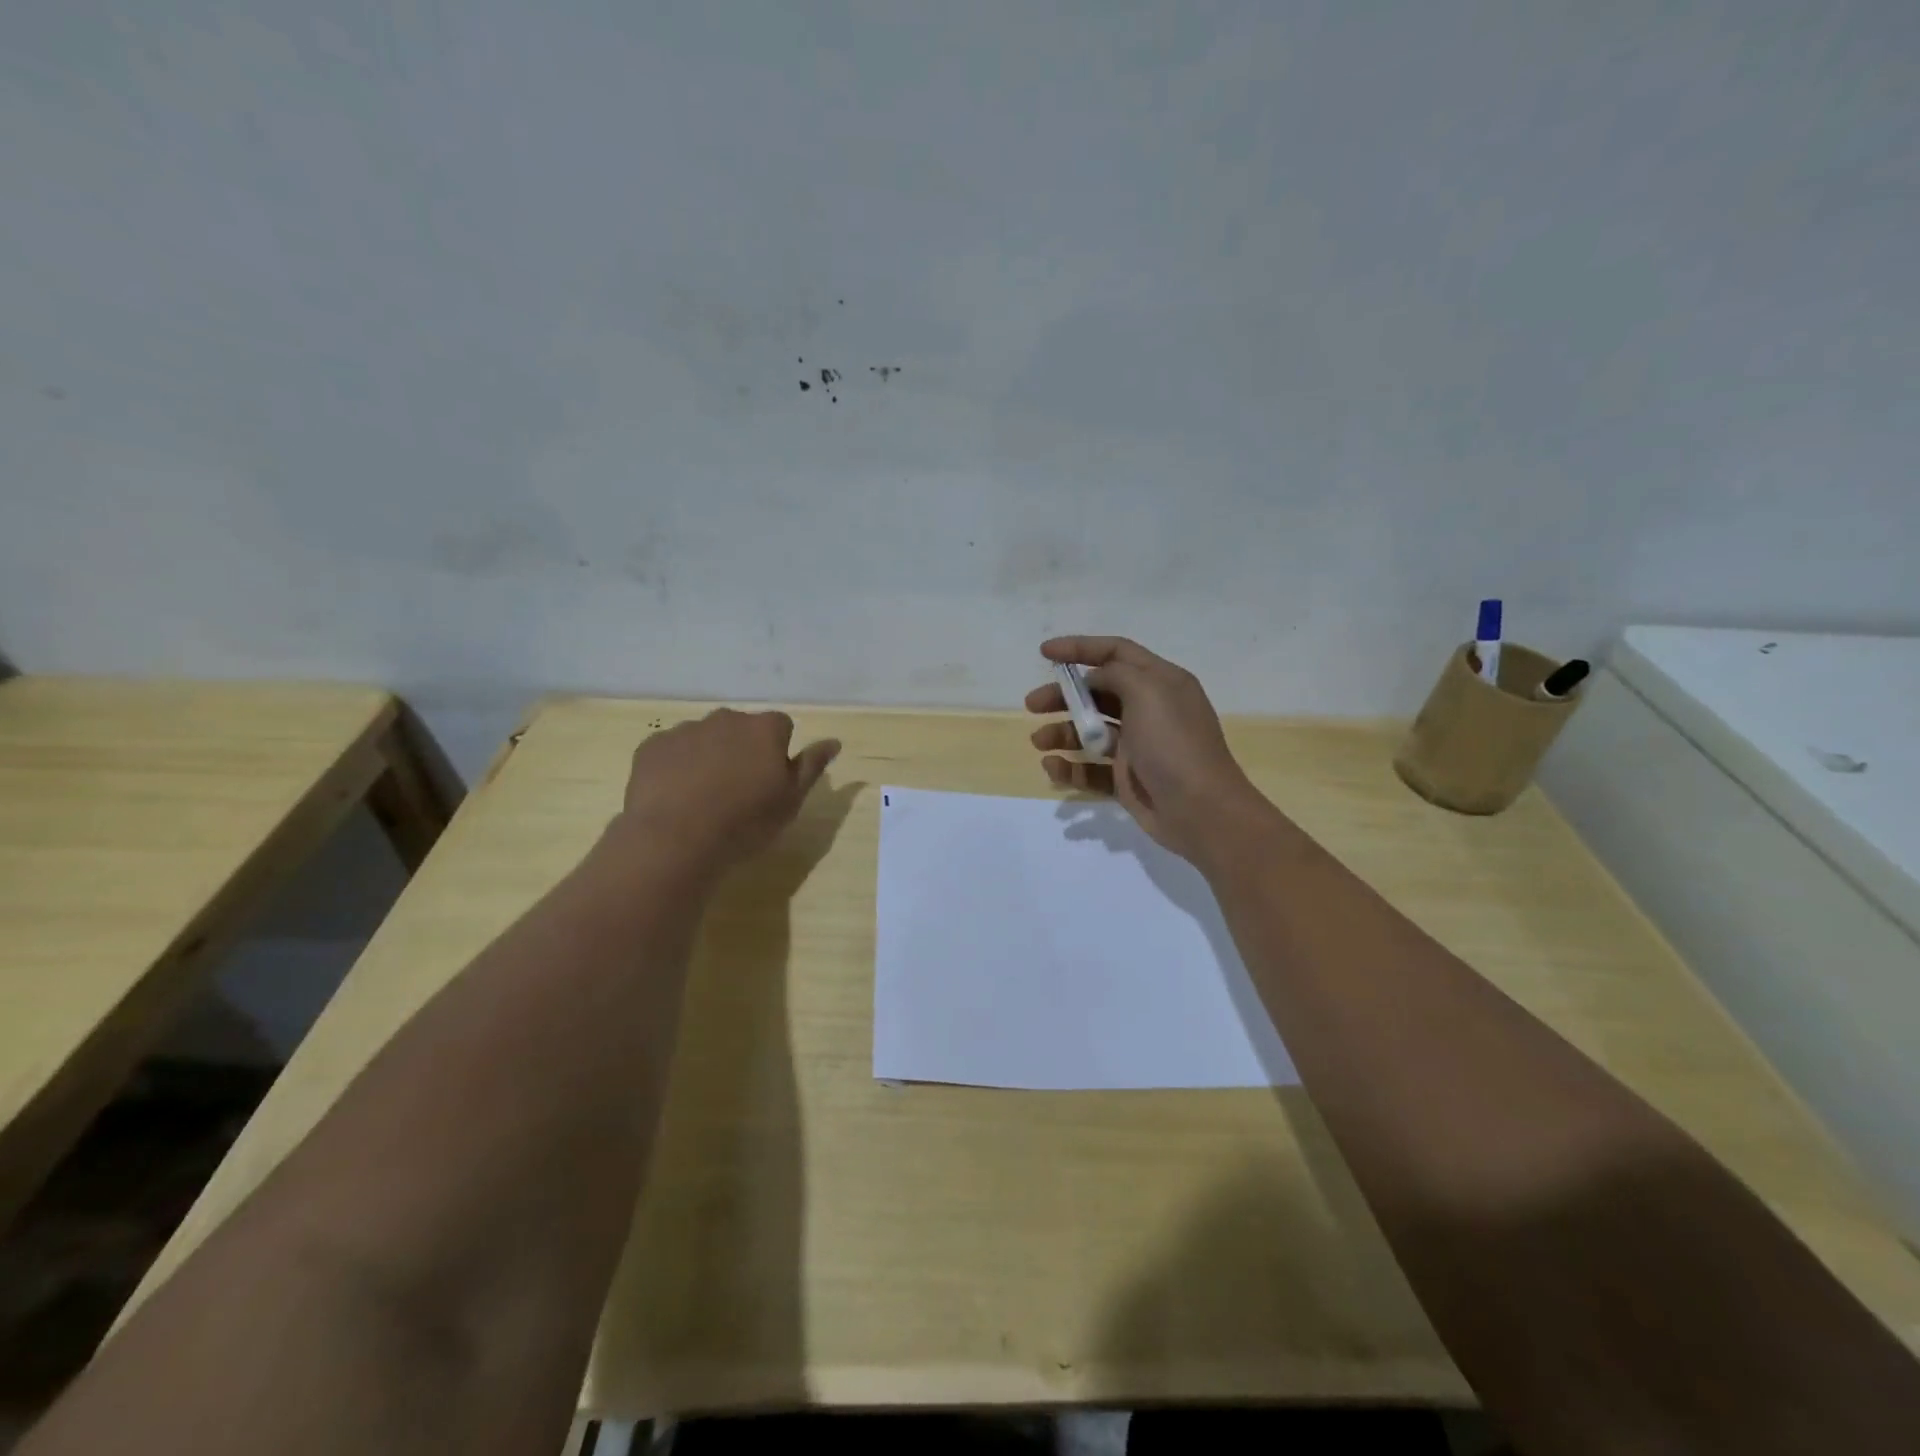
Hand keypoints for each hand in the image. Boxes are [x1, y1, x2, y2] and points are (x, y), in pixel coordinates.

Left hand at [613, 709, 839, 873]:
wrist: (675, 839)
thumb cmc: (745, 822)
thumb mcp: (791, 800)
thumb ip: (812, 766)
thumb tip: (834, 741)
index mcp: (764, 729)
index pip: (781, 726)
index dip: (778, 751)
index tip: (770, 780)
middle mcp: (726, 718)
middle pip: (741, 728)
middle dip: (742, 749)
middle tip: (738, 789)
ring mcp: (685, 730)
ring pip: (705, 737)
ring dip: (709, 756)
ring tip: (704, 797)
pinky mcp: (652, 746)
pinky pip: (672, 750)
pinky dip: (677, 766)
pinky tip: (676, 797)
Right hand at [1026, 636, 1270, 864]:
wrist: (1200, 810)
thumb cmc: (1174, 744)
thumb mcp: (1148, 692)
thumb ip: (1117, 674)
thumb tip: (1096, 678)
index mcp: (1161, 682)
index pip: (1116, 653)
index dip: (1080, 648)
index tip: (1044, 653)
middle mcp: (1149, 710)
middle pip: (1097, 693)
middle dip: (1063, 696)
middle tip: (1033, 704)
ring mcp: (1138, 746)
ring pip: (1090, 732)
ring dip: (1061, 733)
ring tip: (1039, 742)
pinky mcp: (1127, 779)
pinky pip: (1091, 769)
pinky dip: (1070, 768)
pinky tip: (1053, 768)